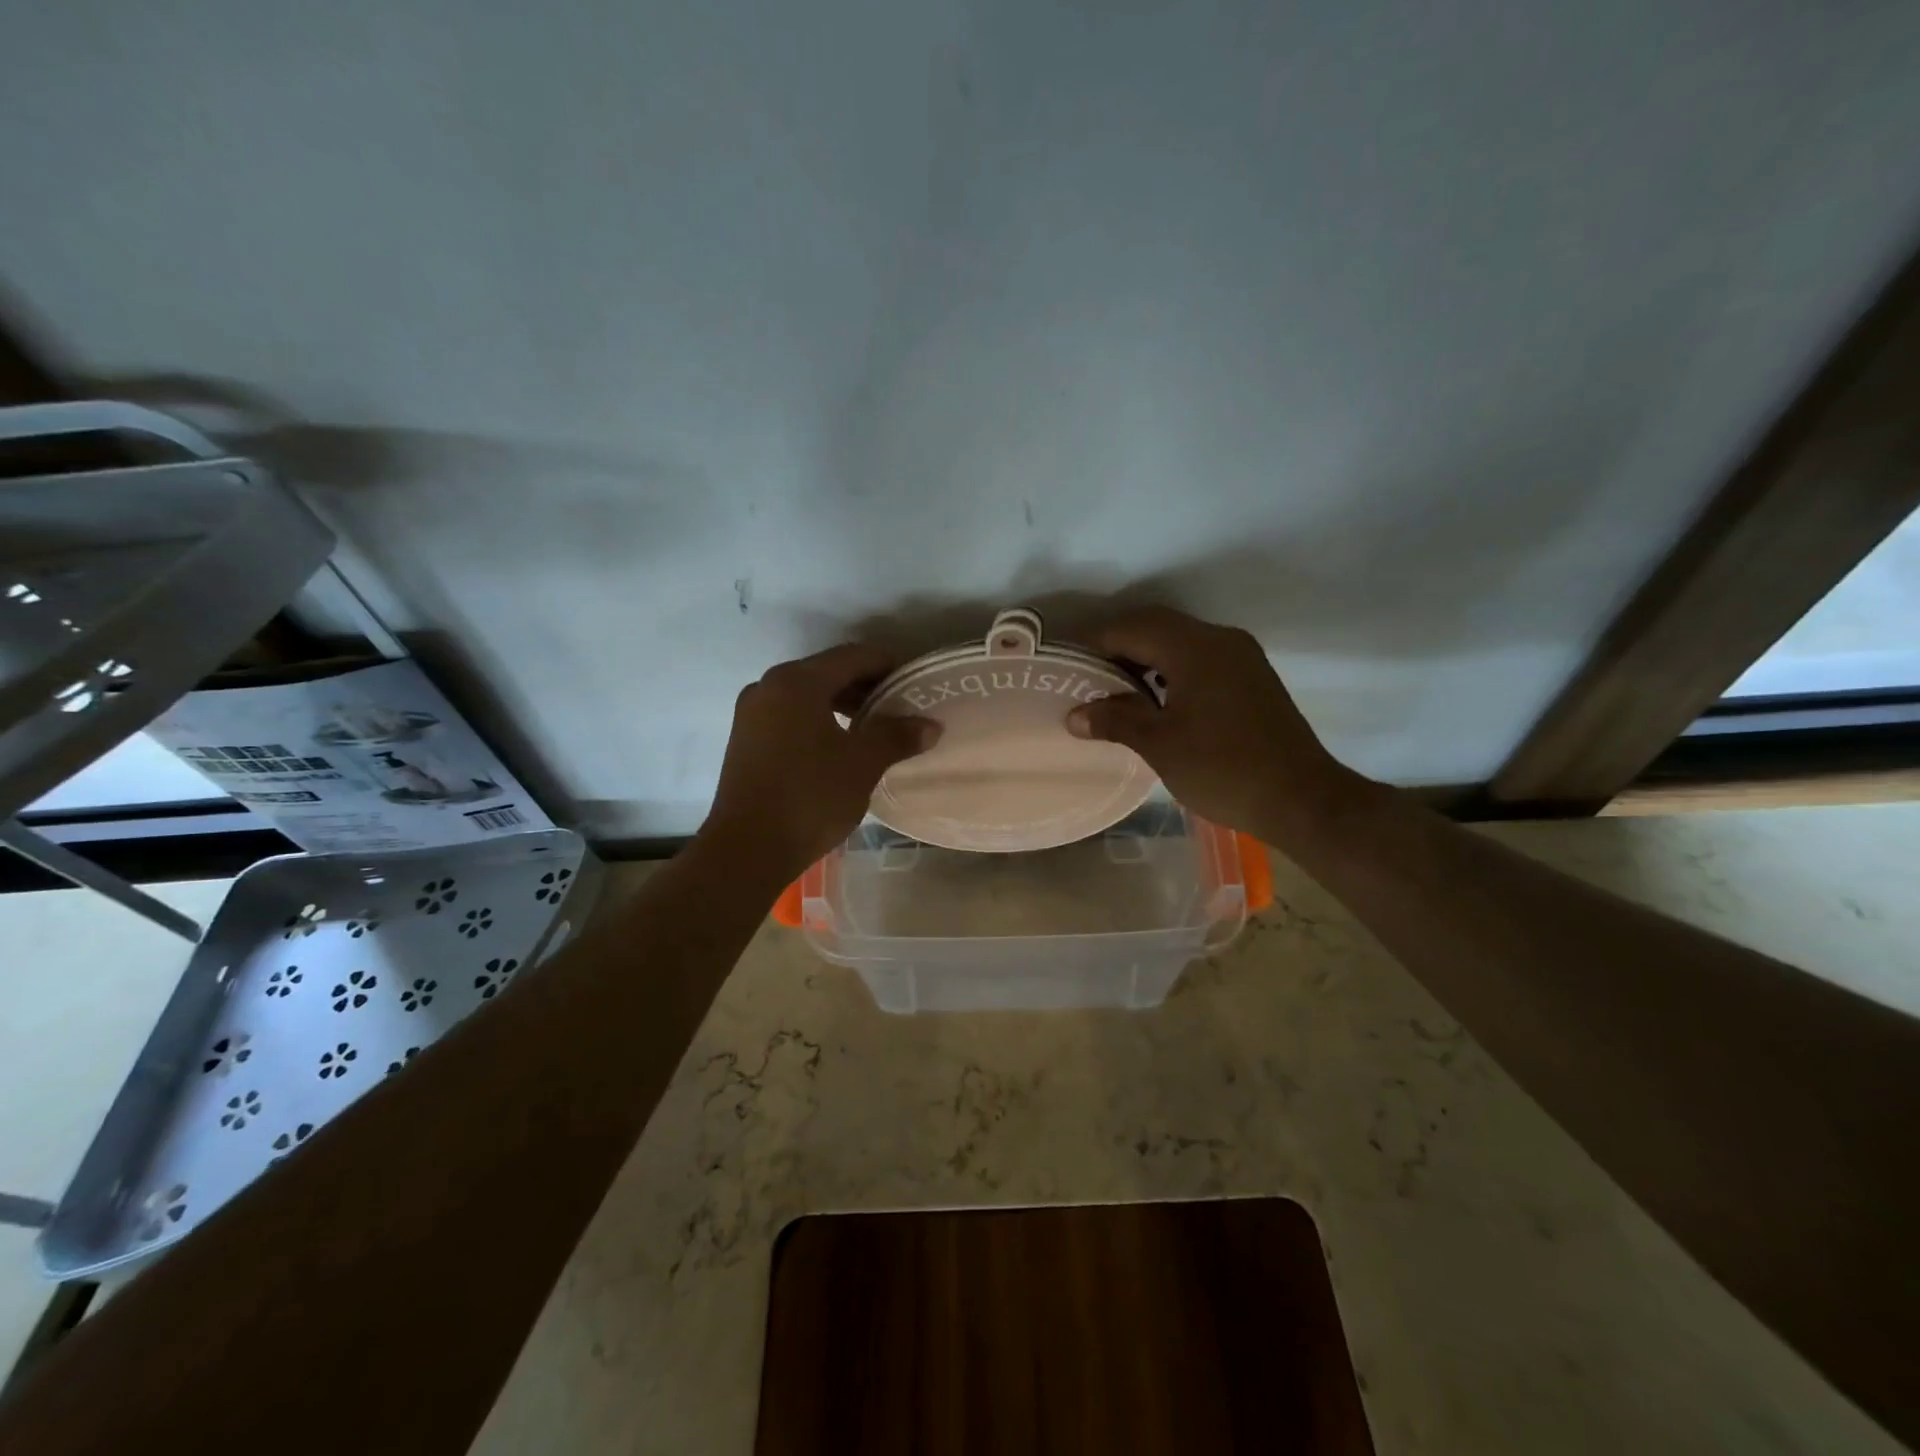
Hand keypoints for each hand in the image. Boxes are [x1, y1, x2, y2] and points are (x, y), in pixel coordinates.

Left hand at [704, 643, 937, 877]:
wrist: (747, 850)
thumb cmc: (809, 798)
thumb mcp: (862, 764)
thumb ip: (897, 736)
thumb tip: (930, 725)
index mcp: (797, 682)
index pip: (854, 656)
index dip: (889, 665)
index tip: (917, 682)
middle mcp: (769, 686)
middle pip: (828, 672)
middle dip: (867, 686)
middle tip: (901, 707)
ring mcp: (752, 713)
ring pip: (808, 695)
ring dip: (843, 705)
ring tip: (876, 728)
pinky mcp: (746, 740)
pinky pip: (791, 716)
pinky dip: (819, 720)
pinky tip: (841, 745)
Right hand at [1066, 606, 1358, 843]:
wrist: (1303, 799)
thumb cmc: (1224, 769)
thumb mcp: (1160, 745)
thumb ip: (1115, 720)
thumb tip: (1074, 715)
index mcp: (1195, 648)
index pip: (1131, 628)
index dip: (1093, 642)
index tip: (1065, 664)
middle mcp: (1221, 640)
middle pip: (1156, 627)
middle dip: (1116, 646)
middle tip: (1085, 677)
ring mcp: (1241, 657)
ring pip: (1179, 641)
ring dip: (1144, 658)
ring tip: (1113, 691)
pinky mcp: (1251, 677)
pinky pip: (1199, 658)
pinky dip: (1169, 669)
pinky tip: (1154, 700)